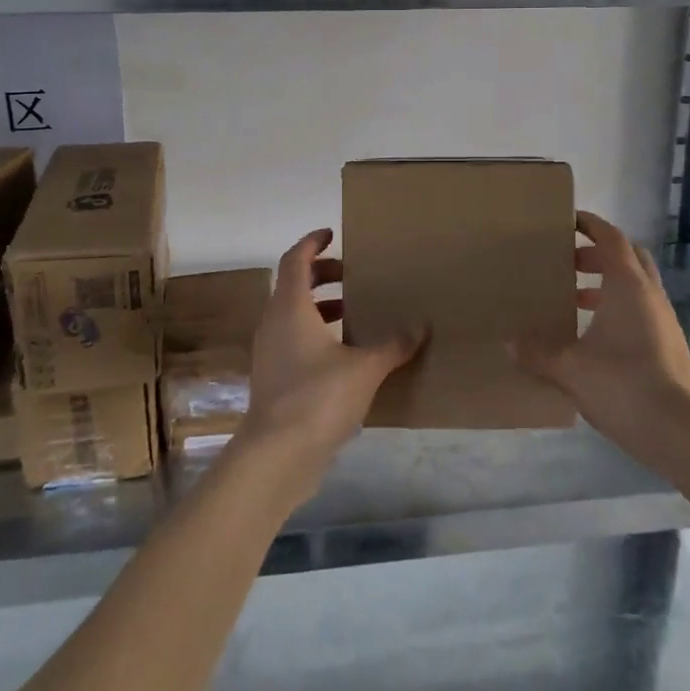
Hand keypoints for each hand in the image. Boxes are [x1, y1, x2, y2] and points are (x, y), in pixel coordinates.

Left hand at [232, 228, 425, 496]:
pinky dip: (317, 336)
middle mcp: (274, 324)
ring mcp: (270, 353)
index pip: (295, 260)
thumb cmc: (318, 397)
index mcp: (290, 308)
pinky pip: (294, 342)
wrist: (276, 456)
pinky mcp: (274, 380)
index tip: (332, 235)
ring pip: (293, 316)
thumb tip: (419, 326)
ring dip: (321, 308)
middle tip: (352, 277)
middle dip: (322, 276)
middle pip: (293, 285)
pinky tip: (346, 355)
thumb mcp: (364, 368)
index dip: (312, 243)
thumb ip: (392, 344)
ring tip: (355, 314)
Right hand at [509, 210, 689, 448]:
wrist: (678, 430)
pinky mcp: (669, 345)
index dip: (591, 225)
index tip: (569, 220)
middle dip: (598, 254)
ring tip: (575, 300)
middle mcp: (649, 294)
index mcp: (627, 286)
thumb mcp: (569, 368)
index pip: (611, 238)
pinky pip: (642, 310)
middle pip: (628, 257)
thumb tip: (508, 343)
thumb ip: (536, 353)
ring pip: (636, 285)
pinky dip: (619, 309)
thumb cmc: (622, 384)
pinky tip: (596, 336)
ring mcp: (664, 320)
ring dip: (608, 284)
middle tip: (568, 263)